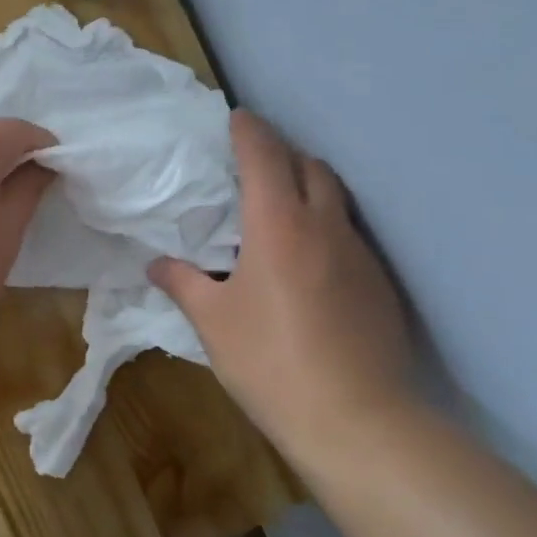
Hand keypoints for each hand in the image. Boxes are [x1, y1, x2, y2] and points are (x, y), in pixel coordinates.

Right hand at [149, 111, 412, 459]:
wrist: (356, 419)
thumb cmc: (270, 362)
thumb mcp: (213, 322)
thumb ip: (183, 283)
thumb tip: (156, 264)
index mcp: (277, 225)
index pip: (264, 155)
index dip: (248, 130)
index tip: (236, 117)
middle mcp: (324, 226)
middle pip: (310, 165)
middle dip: (282, 154)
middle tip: (253, 166)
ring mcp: (359, 253)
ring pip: (336, 197)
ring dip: (308, 187)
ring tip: (278, 210)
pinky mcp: (380, 283)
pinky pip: (349, 234)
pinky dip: (325, 226)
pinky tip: (307, 262)